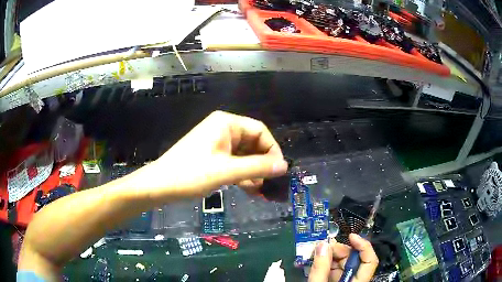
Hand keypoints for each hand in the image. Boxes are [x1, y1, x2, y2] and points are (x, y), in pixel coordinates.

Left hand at [124, 111, 288, 200]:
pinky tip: (249, 189)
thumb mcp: (227, 171)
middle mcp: (223, 129)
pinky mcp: (212, 155)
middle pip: (253, 143)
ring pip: (244, 155)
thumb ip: (257, 167)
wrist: (160, 185)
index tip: (278, 171)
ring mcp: (217, 142)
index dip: (272, 150)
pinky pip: (234, 162)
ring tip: (261, 190)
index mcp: (227, 123)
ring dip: (253, 172)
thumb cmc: (191, 174)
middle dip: (262, 164)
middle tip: (270, 184)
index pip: (260, 131)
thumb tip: (284, 166)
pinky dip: (242, 174)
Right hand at [308, 234, 378, 281]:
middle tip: (323, 247)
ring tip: (318, 253)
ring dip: (332, 257)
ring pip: (345, 265)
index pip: (369, 261)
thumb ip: (320, 268)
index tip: (350, 236)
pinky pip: (336, 271)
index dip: (363, 245)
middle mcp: (356, 281)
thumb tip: (322, 244)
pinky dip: (328, 265)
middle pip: (355, 260)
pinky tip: (318, 262)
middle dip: (340, 251)